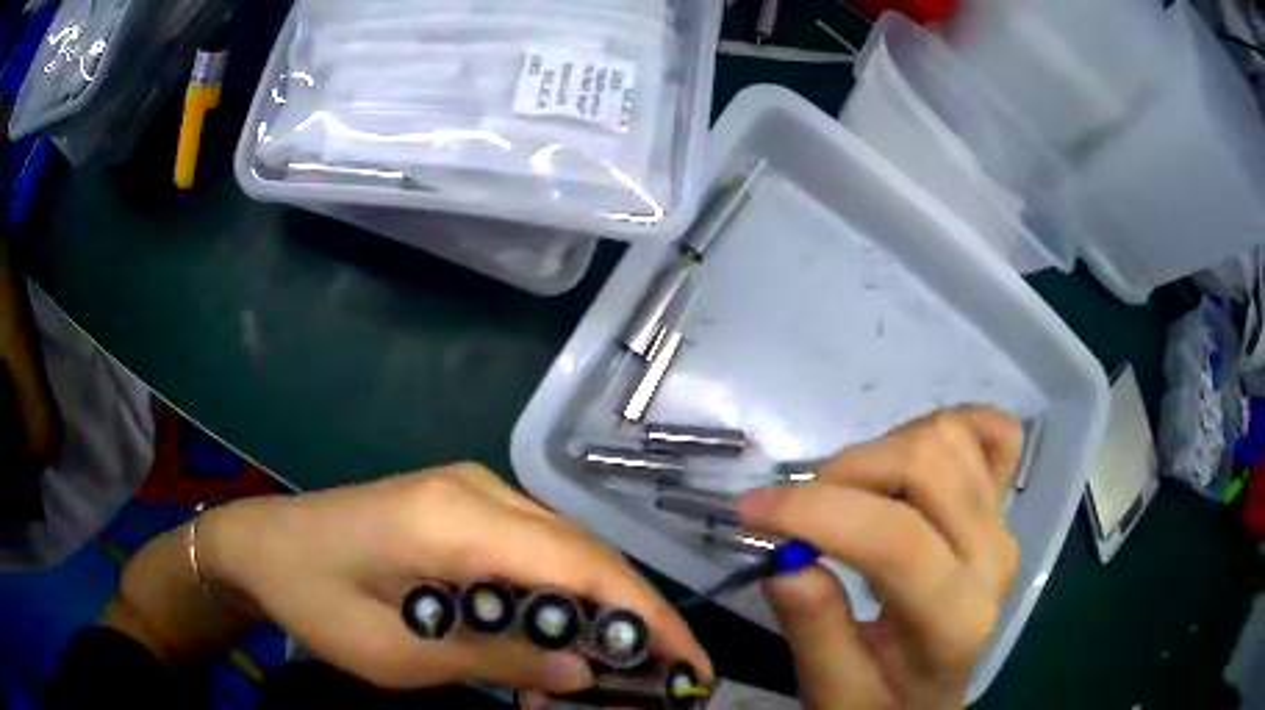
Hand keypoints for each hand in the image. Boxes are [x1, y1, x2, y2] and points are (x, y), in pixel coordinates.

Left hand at [199, 464, 711, 693]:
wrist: (262, 545)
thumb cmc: (315, 600)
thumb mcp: (398, 654)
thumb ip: (494, 656)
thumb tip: (581, 669)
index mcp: (455, 519)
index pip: (581, 564)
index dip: (644, 616)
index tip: (689, 665)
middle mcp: (478, 489)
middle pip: (585, 552)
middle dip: (632, 618)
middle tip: (656, 680)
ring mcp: (472, 490)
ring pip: (566, 551)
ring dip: (593, 613)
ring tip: (595, 677)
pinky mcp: (463, 505)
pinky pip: (534, 550)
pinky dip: (557, 599)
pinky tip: (545, 641)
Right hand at [735, 407, 1022, 709]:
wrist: (931, 697)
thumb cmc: (881, 702)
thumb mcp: (834, 692)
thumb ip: (814, 630)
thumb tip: (786, 558)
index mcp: (954, 619)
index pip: (895, 540)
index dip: (816, 512)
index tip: (749, 509)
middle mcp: (992, 558)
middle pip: (926, 465)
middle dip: (845, 472)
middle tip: (797, 507)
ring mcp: (1002, 523)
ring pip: (949, 437)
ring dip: (882, 449)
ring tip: (845, 493)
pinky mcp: (1003, 504)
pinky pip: (995, 432)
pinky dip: (952, 426)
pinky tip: (913, 455)